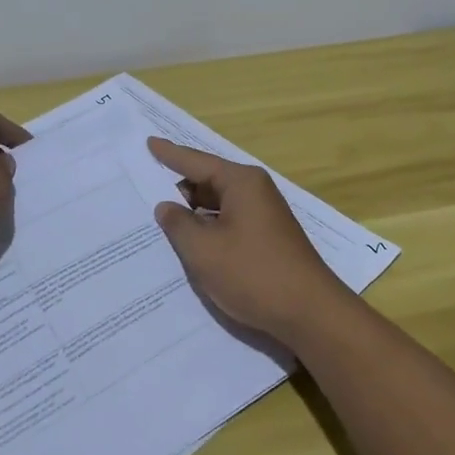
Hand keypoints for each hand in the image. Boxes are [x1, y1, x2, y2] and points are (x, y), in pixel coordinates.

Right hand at [148, 137, 351, 344]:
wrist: (309, 312)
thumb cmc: (253, 273)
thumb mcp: (204, 250)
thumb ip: (179, 224)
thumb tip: (166, 206)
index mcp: (241, 183)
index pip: (197, 161)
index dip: (170, 154)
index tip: (149, 142)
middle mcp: (255, 191)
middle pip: (208, 181)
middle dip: (179, 187)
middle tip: (145, 190)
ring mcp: (263, 216)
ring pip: (218, 205)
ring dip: (193, 212)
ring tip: (160, 218)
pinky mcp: (266, 238)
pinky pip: (229, 222)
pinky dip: (208, 228)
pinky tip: (190, 242)